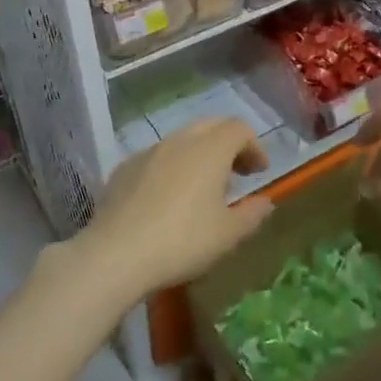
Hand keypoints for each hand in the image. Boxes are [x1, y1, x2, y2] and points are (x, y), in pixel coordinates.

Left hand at [77, 118, 272, 303]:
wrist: (116, 253)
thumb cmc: (182, 240)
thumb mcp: (228, 235)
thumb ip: (252, 214)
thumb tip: (265, 202)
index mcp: (210, 149)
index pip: (239, 129)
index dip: (254, 146)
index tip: (259, 173)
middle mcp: (180, 140)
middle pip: (211, 126)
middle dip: (228, 144)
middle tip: (236, 175)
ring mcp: (148, 151)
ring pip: (181, 141)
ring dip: (199, 156)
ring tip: (202, 190)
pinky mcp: (124, 168)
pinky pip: (156, 158)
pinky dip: (171, 168)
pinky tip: (166, 200)